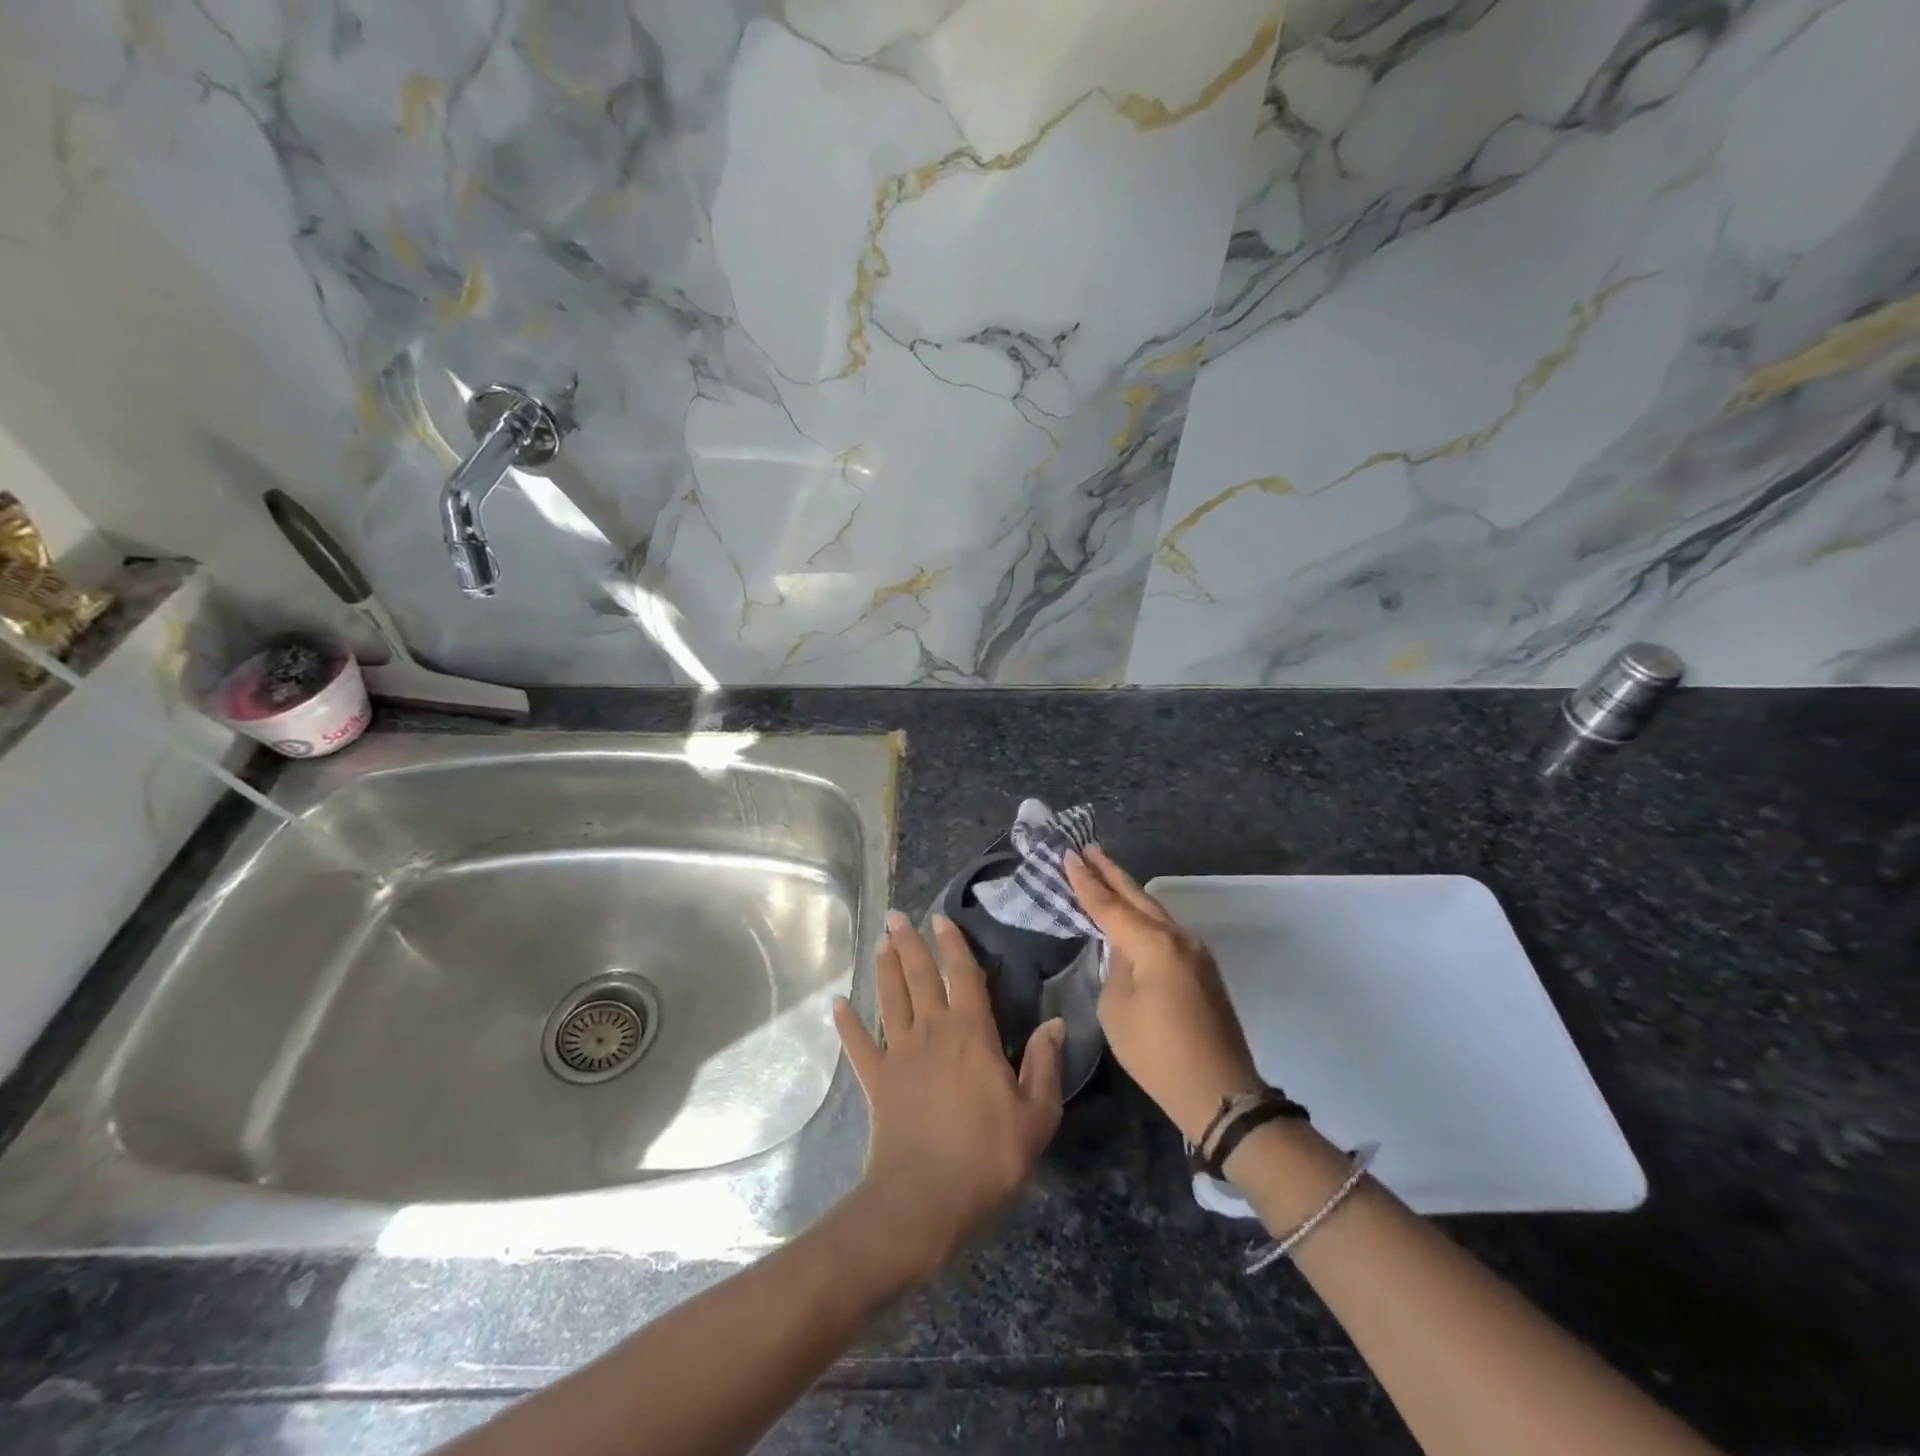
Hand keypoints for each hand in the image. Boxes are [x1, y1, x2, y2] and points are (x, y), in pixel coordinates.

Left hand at [832, 911, 1065, 1283]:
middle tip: (897, 915)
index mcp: (971, 1033)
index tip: (942, 918)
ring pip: (890, 999)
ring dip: (885, 968)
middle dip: (909, 943)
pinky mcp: (876, 1081)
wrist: (925, 1200)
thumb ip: (1045, 1064)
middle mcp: (932, 1031)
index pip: (963, 975)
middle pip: (918, 976)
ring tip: (881, 942)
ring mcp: (899, 1054)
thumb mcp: (1036, 1115)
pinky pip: (859, 1045)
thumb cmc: (988, 1156)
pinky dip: (848, 1024)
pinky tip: (839, 1004)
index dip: (953, 944)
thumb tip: (1056, 1022)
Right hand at [1066, 846, 1263, 1142]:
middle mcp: (1177, 938)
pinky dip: (1144, 917)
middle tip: (1088, 850)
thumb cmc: (1157, 1053)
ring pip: (1155, 911)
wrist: (1219, 1092)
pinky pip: (1166, 931)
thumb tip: (1123, 954)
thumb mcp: (1117, 1010)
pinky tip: (1131, 916)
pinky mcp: (1203, 969)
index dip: (1086, 882)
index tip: (1069, 855)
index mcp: (1153, 944)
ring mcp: (1195, 952)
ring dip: (1129, 893)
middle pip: (1138, 897)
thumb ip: (1115, 969)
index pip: (1110, 906)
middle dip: (1111, 872)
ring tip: (1105, 873)